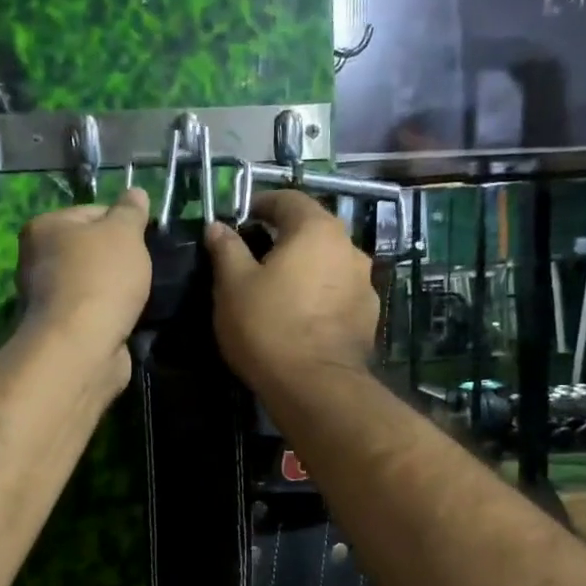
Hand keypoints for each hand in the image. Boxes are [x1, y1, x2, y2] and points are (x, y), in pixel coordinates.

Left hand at [16, 189, 152, 388]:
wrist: (82, 345)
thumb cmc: (101, 277)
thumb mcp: (124, 232)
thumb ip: (131, 211)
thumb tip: (137, 192)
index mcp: (44, 227)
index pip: (92, 212)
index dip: (123, 224)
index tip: (145, 240)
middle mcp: (36, 260)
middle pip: (90, 250)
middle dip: (119, 259)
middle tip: (145, 268)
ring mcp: (47, 299)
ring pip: (93, 284)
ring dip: (117, 291)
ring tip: (141, 297)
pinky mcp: (62, 330)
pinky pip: (94, 313)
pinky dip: (111, 316)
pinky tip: (129, 320)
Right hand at [205, 190, 378, 399]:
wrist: (315, 386)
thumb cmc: (268, 326)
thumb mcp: (233, 285)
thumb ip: (226, 249)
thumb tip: (218, 226)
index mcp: (316, 229)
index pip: (288, 199)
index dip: (261, 204)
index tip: (241, 219)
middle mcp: (349, 247)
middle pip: (313, 230)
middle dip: (285, 238)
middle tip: (255, 257)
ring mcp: (364, 283)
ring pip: (328, 263)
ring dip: (306, 268)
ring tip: (280, 291)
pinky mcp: (368, 316)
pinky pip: (338, 294)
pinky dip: (320, 296)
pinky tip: (302, 317)